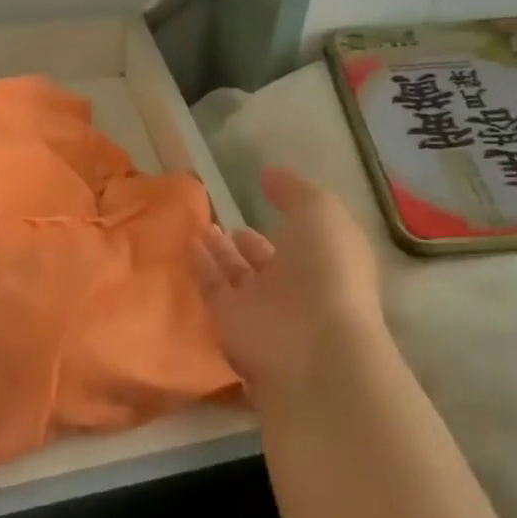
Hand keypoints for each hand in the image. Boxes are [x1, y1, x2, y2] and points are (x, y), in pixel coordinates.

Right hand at [191, 167, 383, 404]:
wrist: (311, 343)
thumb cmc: (327, 269)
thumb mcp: (320, 212)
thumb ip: (294, 190)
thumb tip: (269, 174)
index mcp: (326, 259)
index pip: (305, 236)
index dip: (289, 215)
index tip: (265, 193)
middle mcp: (295, 284)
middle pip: (268, 261)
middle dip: (251, 243)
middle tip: (229, 224)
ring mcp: (262, 306)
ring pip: (237, 275)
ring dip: (221, 252)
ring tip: (203, 228)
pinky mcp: (229, 321)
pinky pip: (213, 287)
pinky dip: (201, 266)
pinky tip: (189, 241)